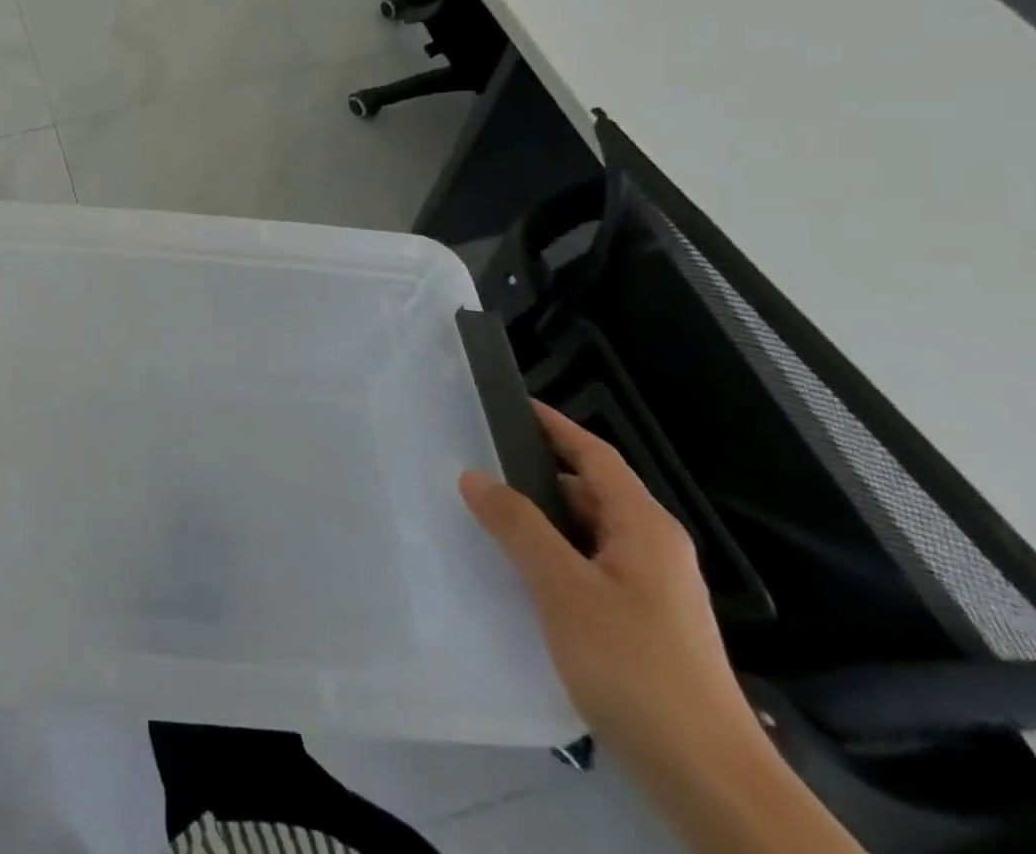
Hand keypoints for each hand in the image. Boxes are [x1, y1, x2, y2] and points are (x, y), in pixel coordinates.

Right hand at [459, 403, 756, 757]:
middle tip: (477, 459)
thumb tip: (475, 475)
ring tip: (484, 511)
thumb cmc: (637, 668)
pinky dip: (551, 555)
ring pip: (586, 533)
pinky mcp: (642, 625)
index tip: (509, 403)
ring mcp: (651, 590)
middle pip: (591, 491)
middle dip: (537, 472)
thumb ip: (518, 526)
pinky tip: (517, 571)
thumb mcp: (565, 589)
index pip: (595, 455)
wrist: (710, 781)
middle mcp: (652, 549)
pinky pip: (588, 567)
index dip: (554, 425)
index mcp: (644, 527)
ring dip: (540, 518)